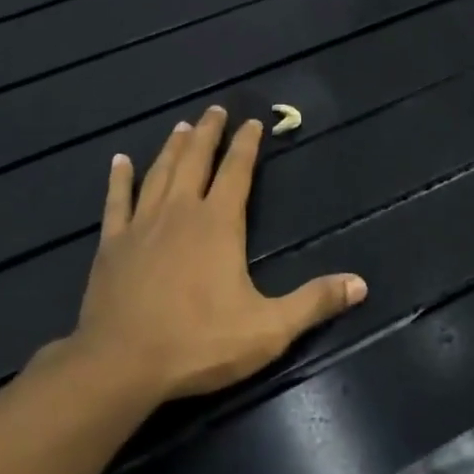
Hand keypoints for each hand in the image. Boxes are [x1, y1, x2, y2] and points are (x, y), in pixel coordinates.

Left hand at [67, 105, 366, 402]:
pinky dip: (119, 179)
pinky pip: (116, 200)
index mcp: (218, 223)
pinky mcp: (112, 243)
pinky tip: (119, 161)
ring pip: (159, 172)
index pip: (237, 171)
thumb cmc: (199, 343)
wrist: (122, 363)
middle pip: (196, 160)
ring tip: (181, 126)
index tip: (253, 122)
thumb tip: (361, 284)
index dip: (247, 145)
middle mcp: (180, 211)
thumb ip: (314, 302)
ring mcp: (142, 224)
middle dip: (208, 133)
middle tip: (215, 110)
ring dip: (172, 147)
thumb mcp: (268, 329)